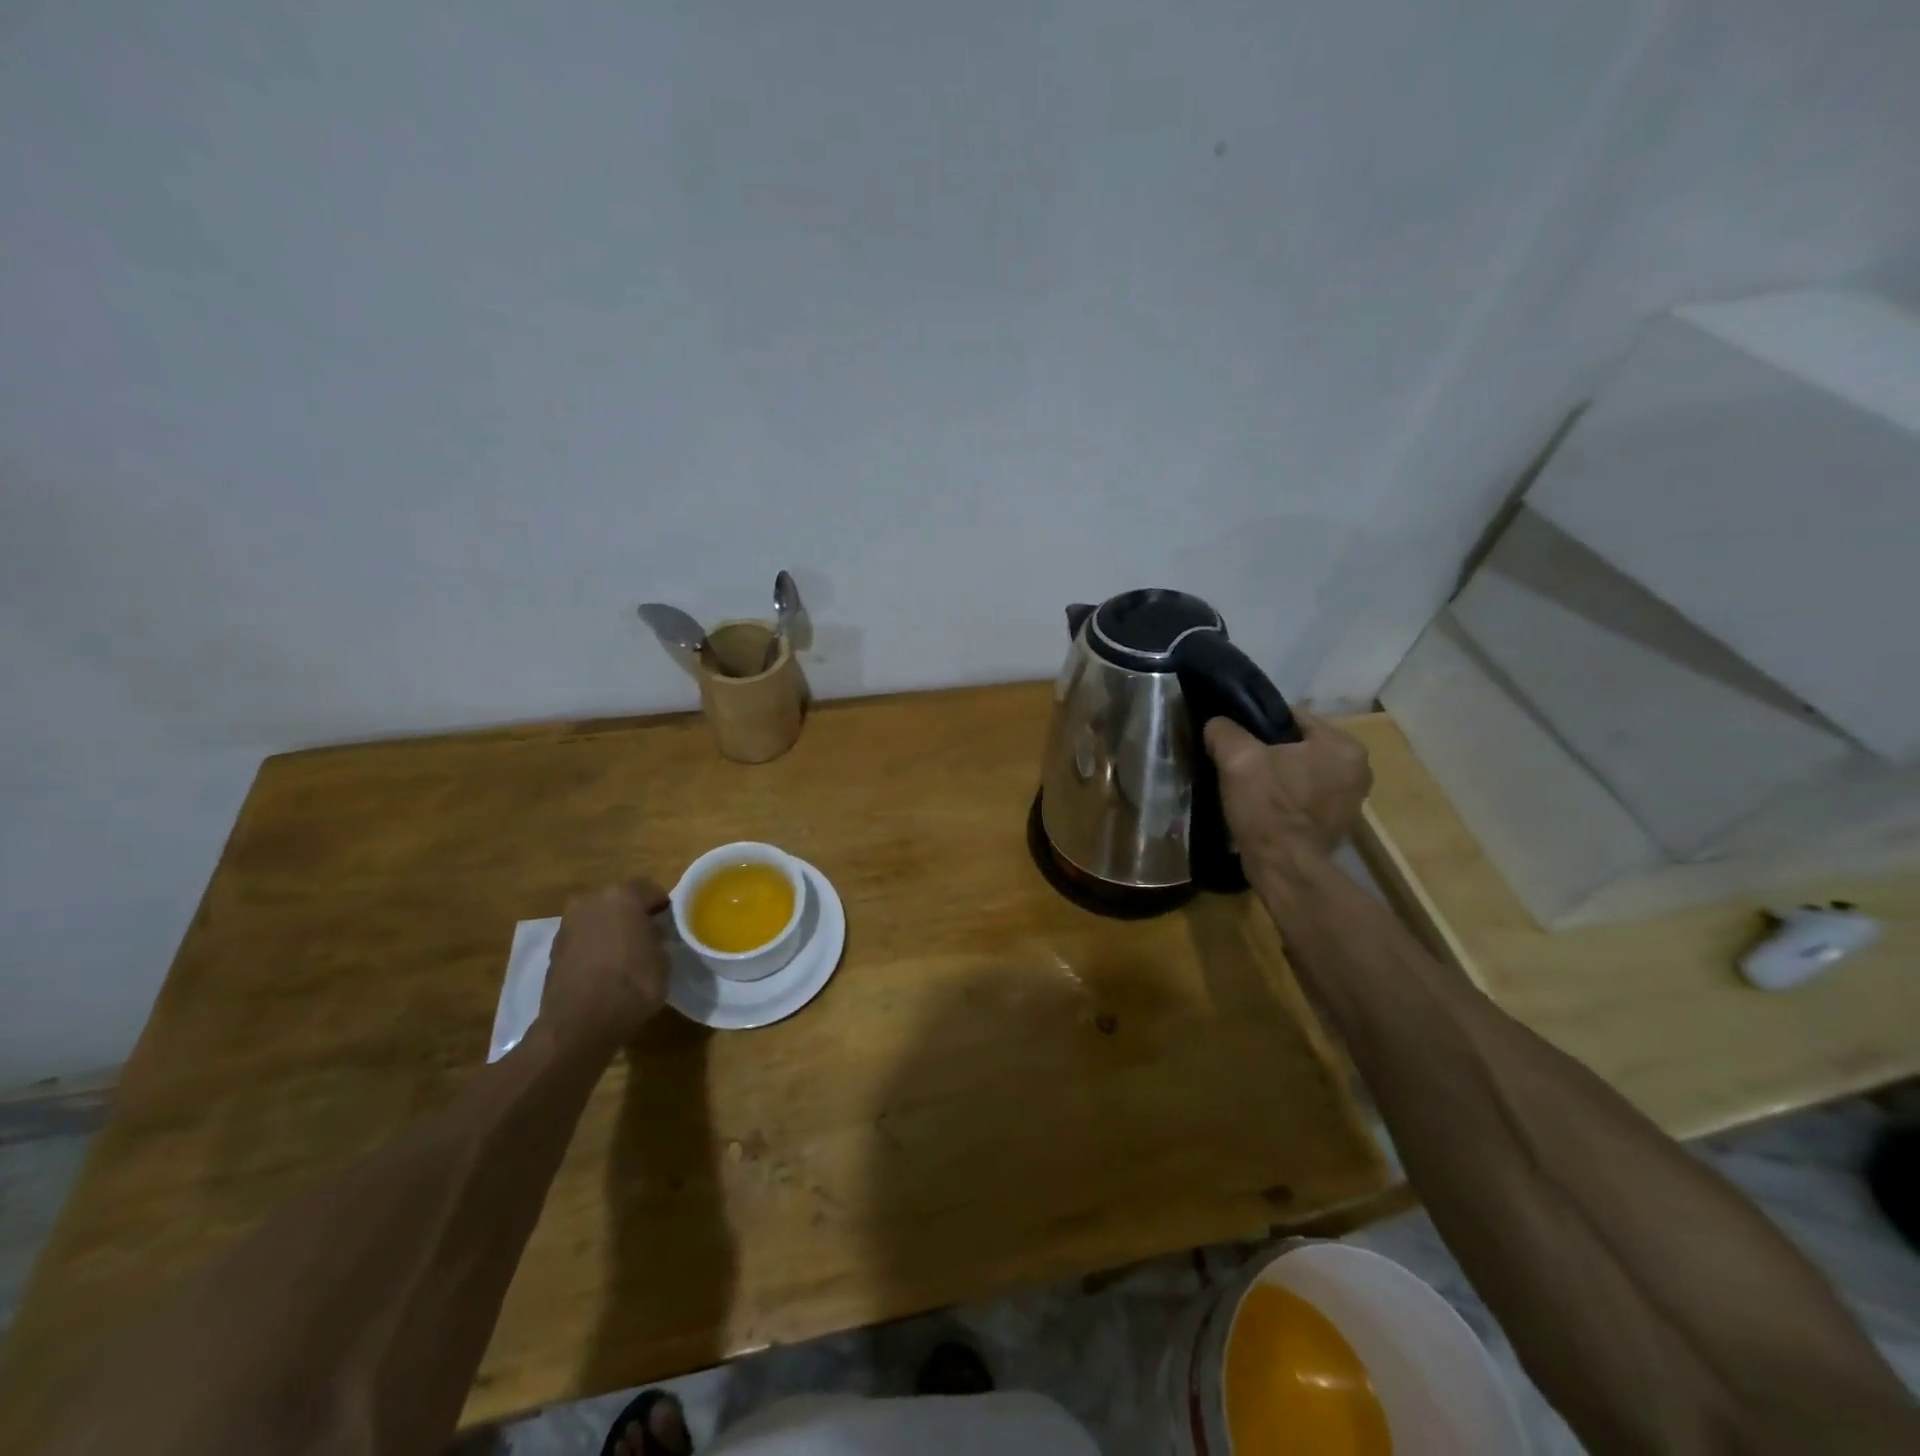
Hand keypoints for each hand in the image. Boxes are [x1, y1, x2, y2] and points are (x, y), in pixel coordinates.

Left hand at [541, 880, 672, 1047]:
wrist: (579, 1023)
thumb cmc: (632, 984)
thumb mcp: (663, 961)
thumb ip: (658, 940)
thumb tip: (651, 936)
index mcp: (622, 896)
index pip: (650, 890)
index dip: (662, 905)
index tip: (670, 922)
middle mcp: (591, 901)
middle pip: (619, 901)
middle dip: (633, 915)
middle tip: (648, 936)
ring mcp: (568, 925)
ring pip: (598, 919)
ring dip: (611, 930)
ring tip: (626, 955)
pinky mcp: (554, 949)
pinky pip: (583, 940)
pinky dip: (594, 948)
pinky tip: (605, 969)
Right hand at [1205, 709, 1372, 866]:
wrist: (1283, 868)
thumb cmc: (1268, 808)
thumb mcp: (1237, 759)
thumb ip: (1225, 731)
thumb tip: (1217, 724)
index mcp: (1343, 746)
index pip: (1293, 717)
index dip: (1258, 724)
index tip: (1235, 739)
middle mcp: (1358, 768)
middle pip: (1298, 745)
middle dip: (1269, 751)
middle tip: (1238, 763)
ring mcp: (1351, 798)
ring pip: (1301, 770)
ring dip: (1276, 774)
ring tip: (1247, 784)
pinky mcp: (1338, 822)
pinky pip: (1305, 794)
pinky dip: (1285, 796)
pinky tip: (1262, 805)